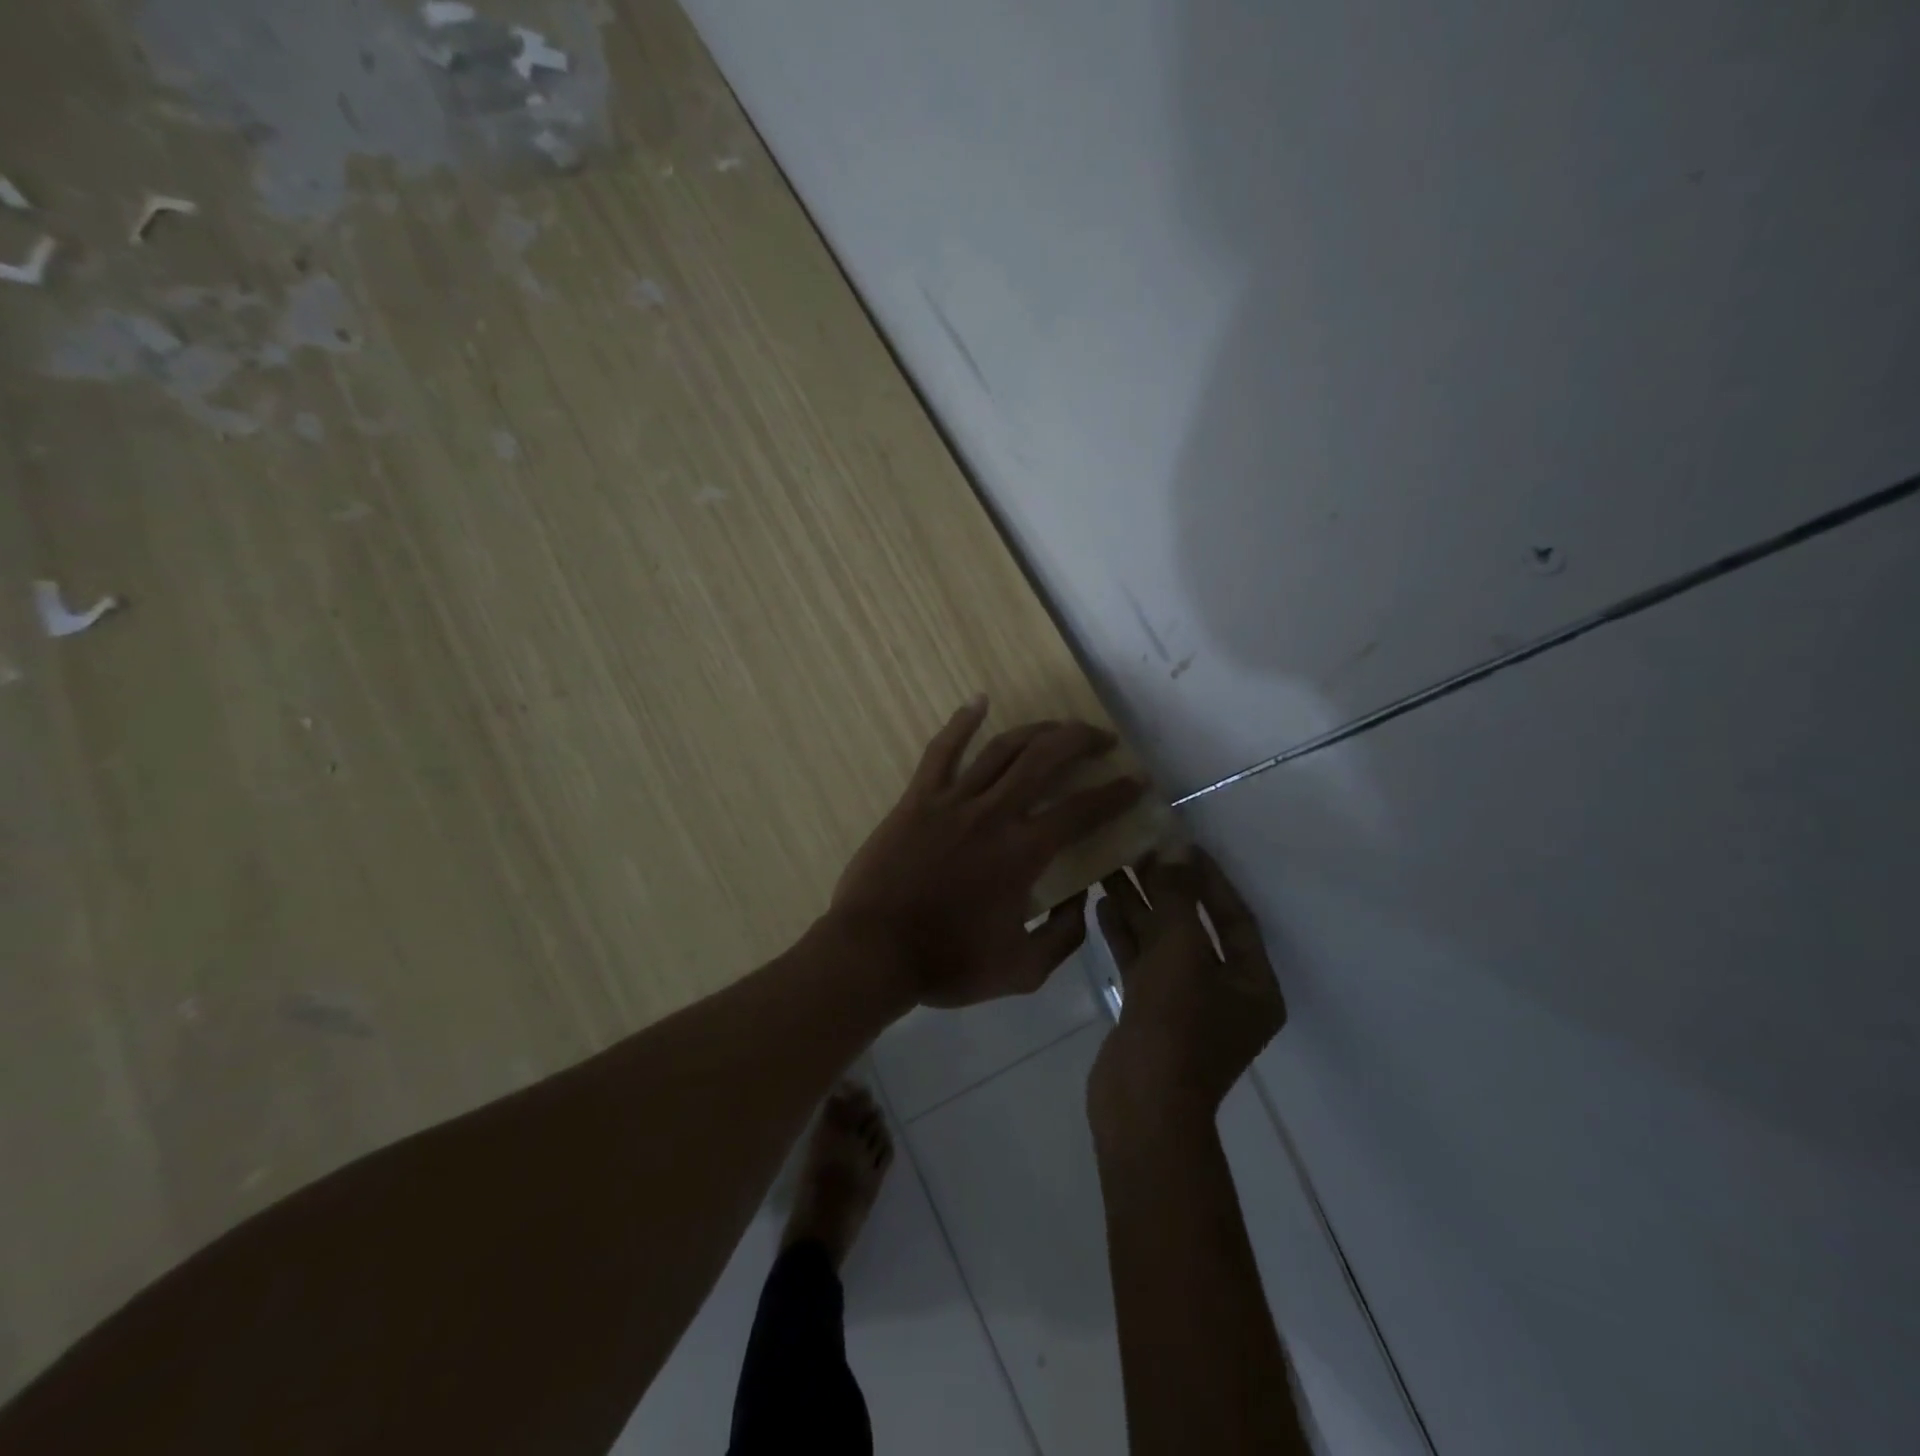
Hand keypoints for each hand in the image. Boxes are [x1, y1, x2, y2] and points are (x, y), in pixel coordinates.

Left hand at [829, 697, 1144, 1007]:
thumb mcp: (1022, 971)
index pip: (1082, 810)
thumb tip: (1084, 901)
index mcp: (1023, 853)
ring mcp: (952, 801)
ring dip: (1037, 730)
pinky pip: (942, 751)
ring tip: (1060, 726)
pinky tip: (979, 701)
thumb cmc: (946, 963)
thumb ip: (1064, 937)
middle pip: (1046, 759)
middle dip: (1082, 740)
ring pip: (1002, 748)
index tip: (1136, 781)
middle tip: (1104, 740)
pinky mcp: (918, 799)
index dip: (1116, 792)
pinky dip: (961, 722)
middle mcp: (994, 814)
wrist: (873, 951)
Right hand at [1088, 851, 1285, 1129]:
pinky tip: (1100, 904)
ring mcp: (1185, 1005)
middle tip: (1136, 848)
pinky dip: (1124, 935)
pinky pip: (1140, 963)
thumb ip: (1178, 897)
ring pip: (1162, 943)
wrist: (1142, 1105)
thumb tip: (1176, 848)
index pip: (1235, 916)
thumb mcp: (1181, 951)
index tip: (1181, 842)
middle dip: (1165, 888)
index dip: (1209, 877)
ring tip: (1110, 867)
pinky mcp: (1150, 1013)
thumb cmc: (1176, 1025)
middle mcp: (1225, 992)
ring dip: (1139, 907)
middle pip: (1195, 926)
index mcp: (1252, 984)